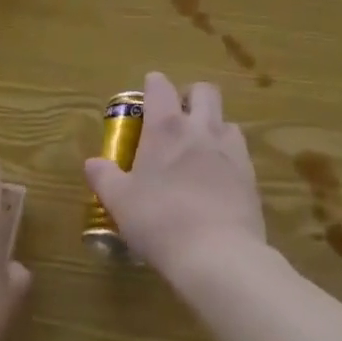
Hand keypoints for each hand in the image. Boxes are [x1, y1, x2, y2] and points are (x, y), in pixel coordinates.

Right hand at [85, 72, 266, 282]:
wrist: (218, 254)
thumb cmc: (160, 221)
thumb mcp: (120, 202)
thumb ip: (104, 178)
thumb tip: (92, 163)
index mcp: (166, 127)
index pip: (160, 86)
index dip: (153, 85)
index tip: (147, 96)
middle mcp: (200, 128)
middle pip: (204, 91)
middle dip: (191, 96)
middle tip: (178, 118)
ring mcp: (230, 149)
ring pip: (225, 119)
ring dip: (213, 125)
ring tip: (200, 150)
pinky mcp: (250, 173)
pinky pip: (240, 150)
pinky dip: (228, 154)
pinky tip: (219, 178)